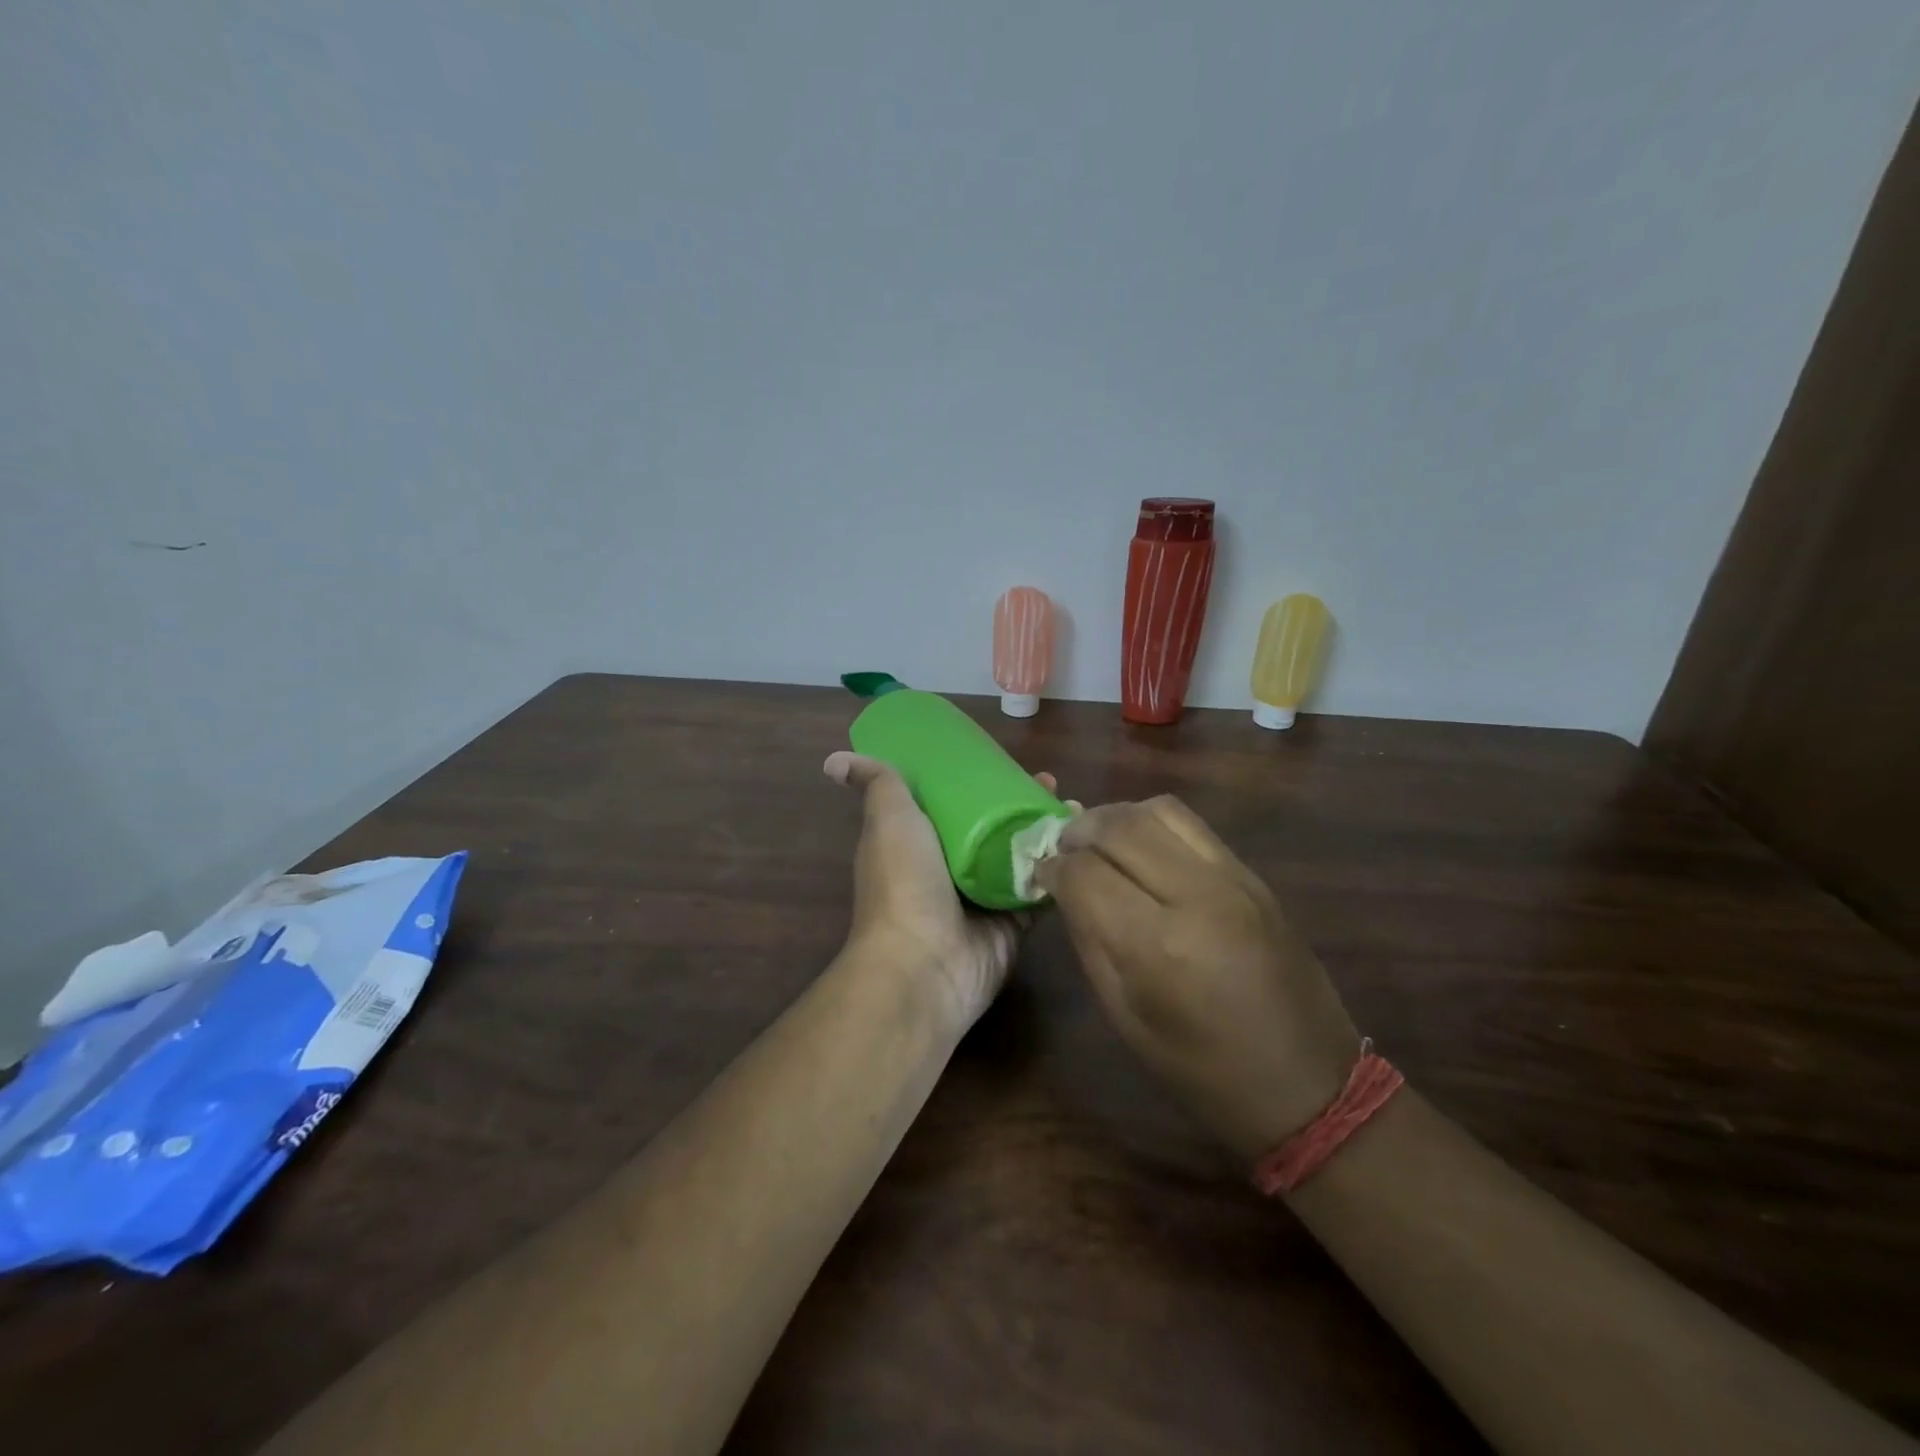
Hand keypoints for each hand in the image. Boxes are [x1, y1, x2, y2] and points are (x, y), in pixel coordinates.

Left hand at [823, 751, 1057, 1031]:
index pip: (953, 801)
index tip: (1005, 761)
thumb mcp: (889, 819)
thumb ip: (878, 784)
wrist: (925, 965)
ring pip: (1020, 855)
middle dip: (1020, 801)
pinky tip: (1082, 843)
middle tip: (1048, 782)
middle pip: (992, 826)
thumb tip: (833, 760)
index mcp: (919, 842)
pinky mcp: (1012, 925)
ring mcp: (982, 899)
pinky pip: (1040, 890)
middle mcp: (949, 868)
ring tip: (1072, 805)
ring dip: (1046, 830)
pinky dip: (1060, 868)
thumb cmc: (904, 883)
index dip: (978, 779)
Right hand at [1034, 796, 1361, 1164]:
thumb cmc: (1203, 1072)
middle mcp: (1197, 895)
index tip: (1041, 874)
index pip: (1085, 872)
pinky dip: (1154, 825)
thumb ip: (1090, 941)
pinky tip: (1143, 851)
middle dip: (1078, 831)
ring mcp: (1233, 879)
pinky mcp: (1255, 876)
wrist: (1310, 1087)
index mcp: (1158, 945)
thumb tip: (1064, 888)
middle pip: (1119, 826)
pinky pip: (1193, 825)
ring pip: (1159, 810)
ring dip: (1116, 818)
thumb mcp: (1126, 1017)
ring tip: (1099, 841)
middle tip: (1062, 849)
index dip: (1052, 868)